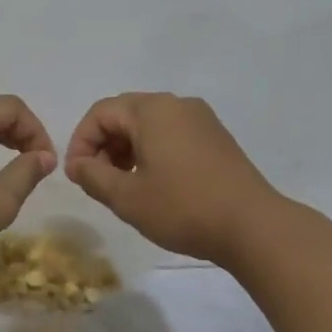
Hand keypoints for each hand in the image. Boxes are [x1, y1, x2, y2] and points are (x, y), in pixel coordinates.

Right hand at [64, 93, 280, 264]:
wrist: (253, 226)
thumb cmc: (183, 207)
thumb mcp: (127, 197)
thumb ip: (93, 176)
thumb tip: (78, 164)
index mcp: (152, 109)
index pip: (101, 113)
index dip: (81, 142)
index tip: (77, 176)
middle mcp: (177, 104)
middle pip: (125, 114)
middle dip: (104, 145)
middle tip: (97, 181)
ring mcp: (201, 119)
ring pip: (149, 125)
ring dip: (127, 150)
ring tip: (124, 185)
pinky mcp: (216, 138)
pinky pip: (172, 134)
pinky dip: (153, 152)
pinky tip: (154, 184)